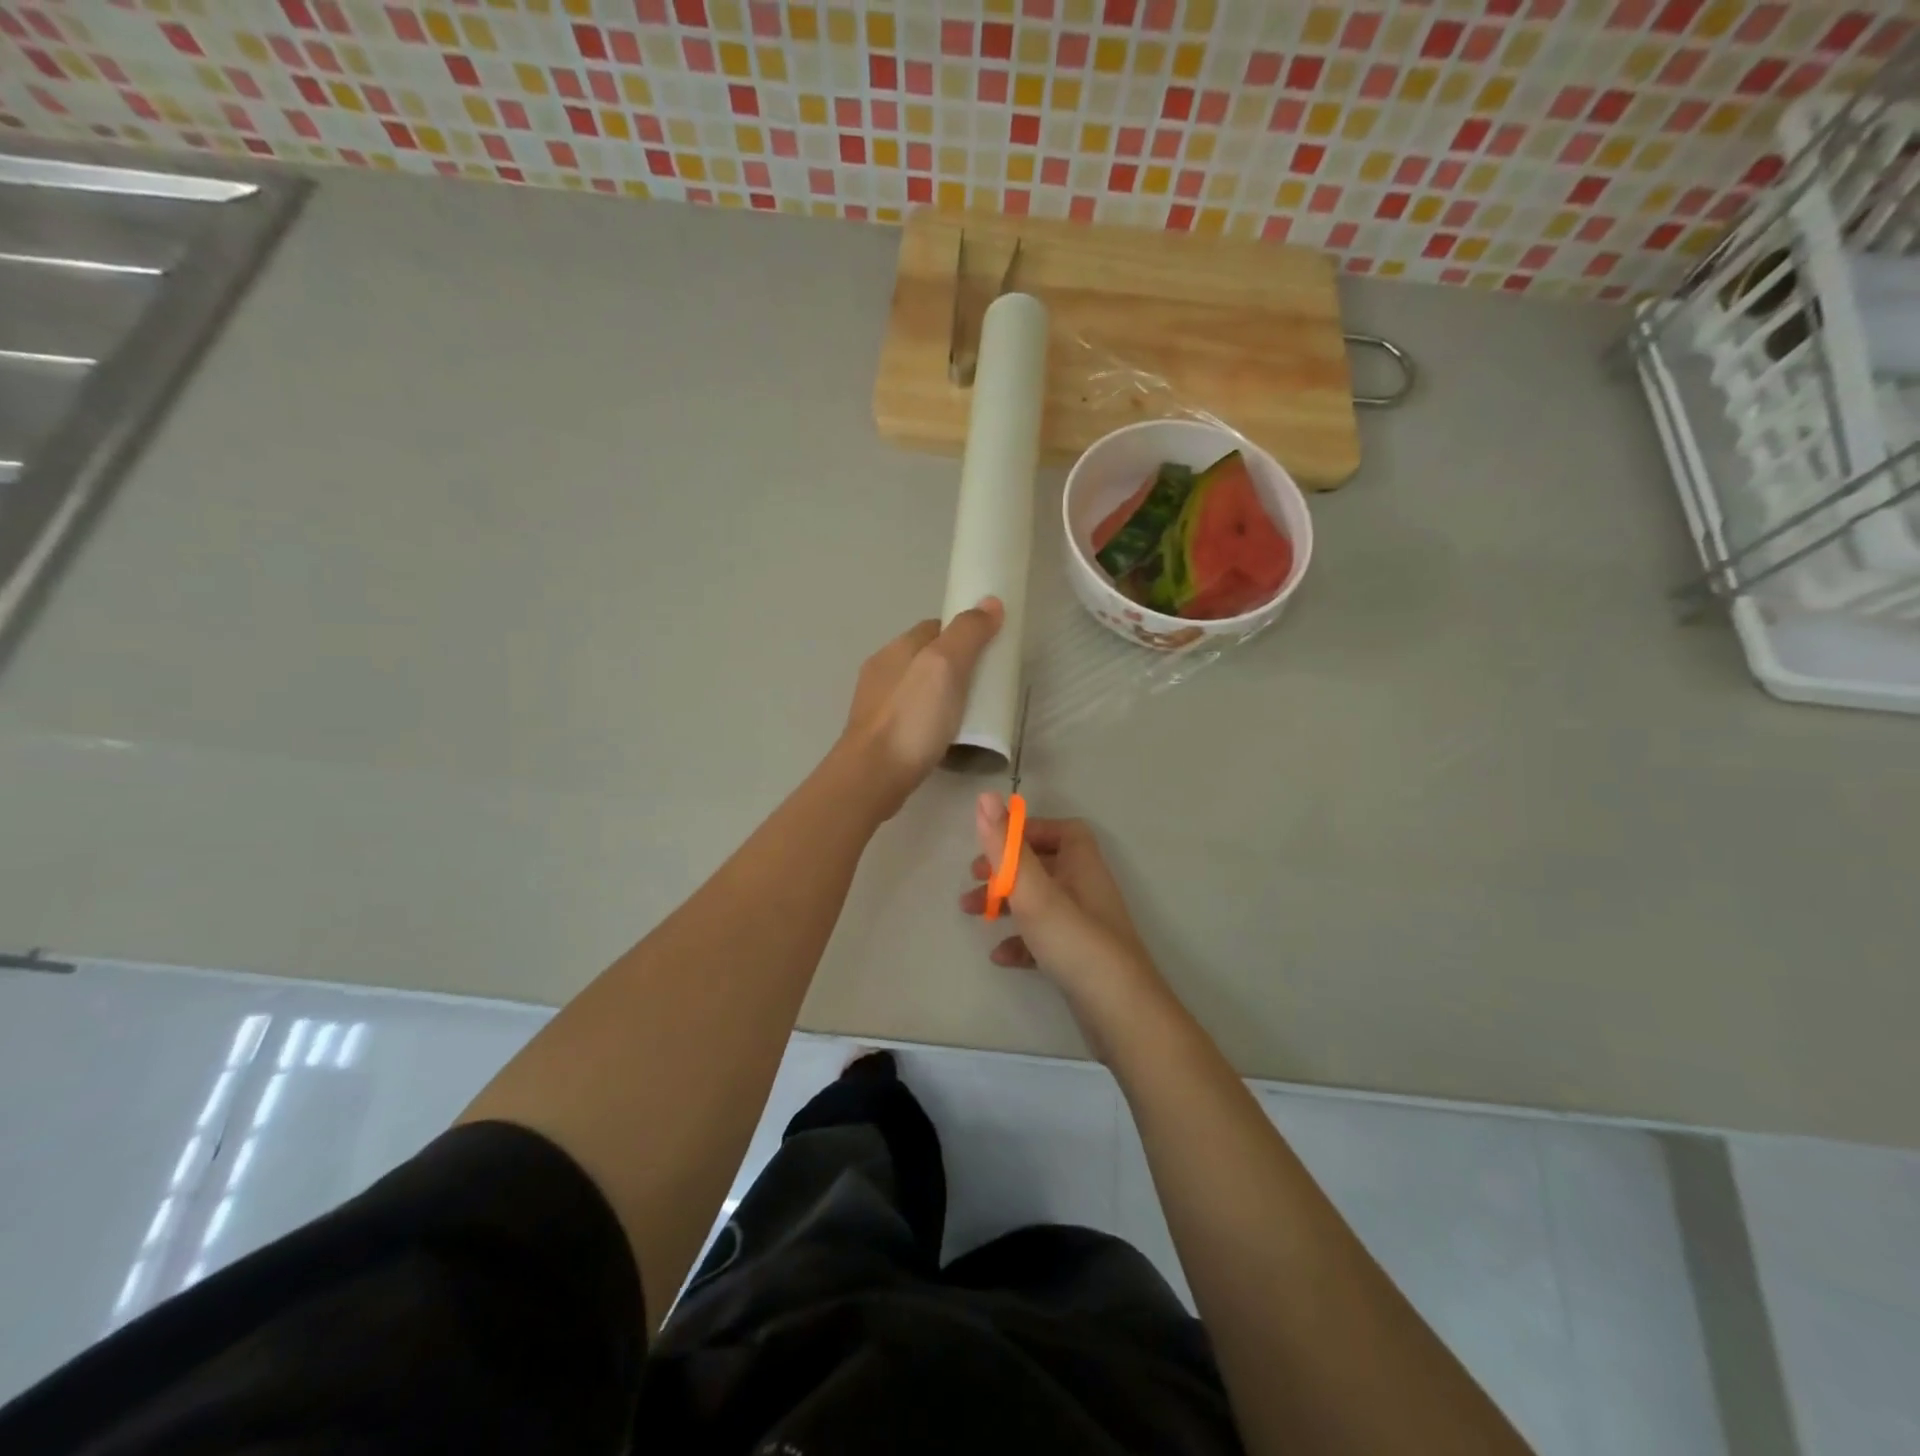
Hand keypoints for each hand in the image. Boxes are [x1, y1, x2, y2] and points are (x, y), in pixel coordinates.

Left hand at [840, 598, 1002, 814]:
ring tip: (970, 713)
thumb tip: (990, 602)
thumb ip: (967, 633)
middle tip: (986, 685)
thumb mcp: (945, 667)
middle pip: (927, 657)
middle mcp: (882, 671)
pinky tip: (945, 735)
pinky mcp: (880, 735)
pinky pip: (912, 716)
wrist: (872, 777)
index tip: (990, 649)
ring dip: (943, 694)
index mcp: (897, 648)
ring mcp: (877, 705)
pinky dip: (931, 719)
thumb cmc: (911, 719)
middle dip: (955, 665)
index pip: (936, 627)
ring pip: (918, 688)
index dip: (964, 633)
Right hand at [961, 795, 1163, 1014]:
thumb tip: (986, 796)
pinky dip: (1020, 942)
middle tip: (973, 879)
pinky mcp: (1079, 958)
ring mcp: (1084, 926)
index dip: (1027, 831)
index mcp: (1081, 865)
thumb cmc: (1075, 942)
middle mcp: (1086, 889)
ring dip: (1006, 903)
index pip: (1061, 830)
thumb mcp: (1033, 891)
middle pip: (1044, 865)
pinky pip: (1045, 939)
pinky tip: (1000, 957)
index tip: (994, 844)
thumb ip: (1006, 847)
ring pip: (1040, 902)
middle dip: (1006, 869)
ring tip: (972, 914)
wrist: (1120, 1014)